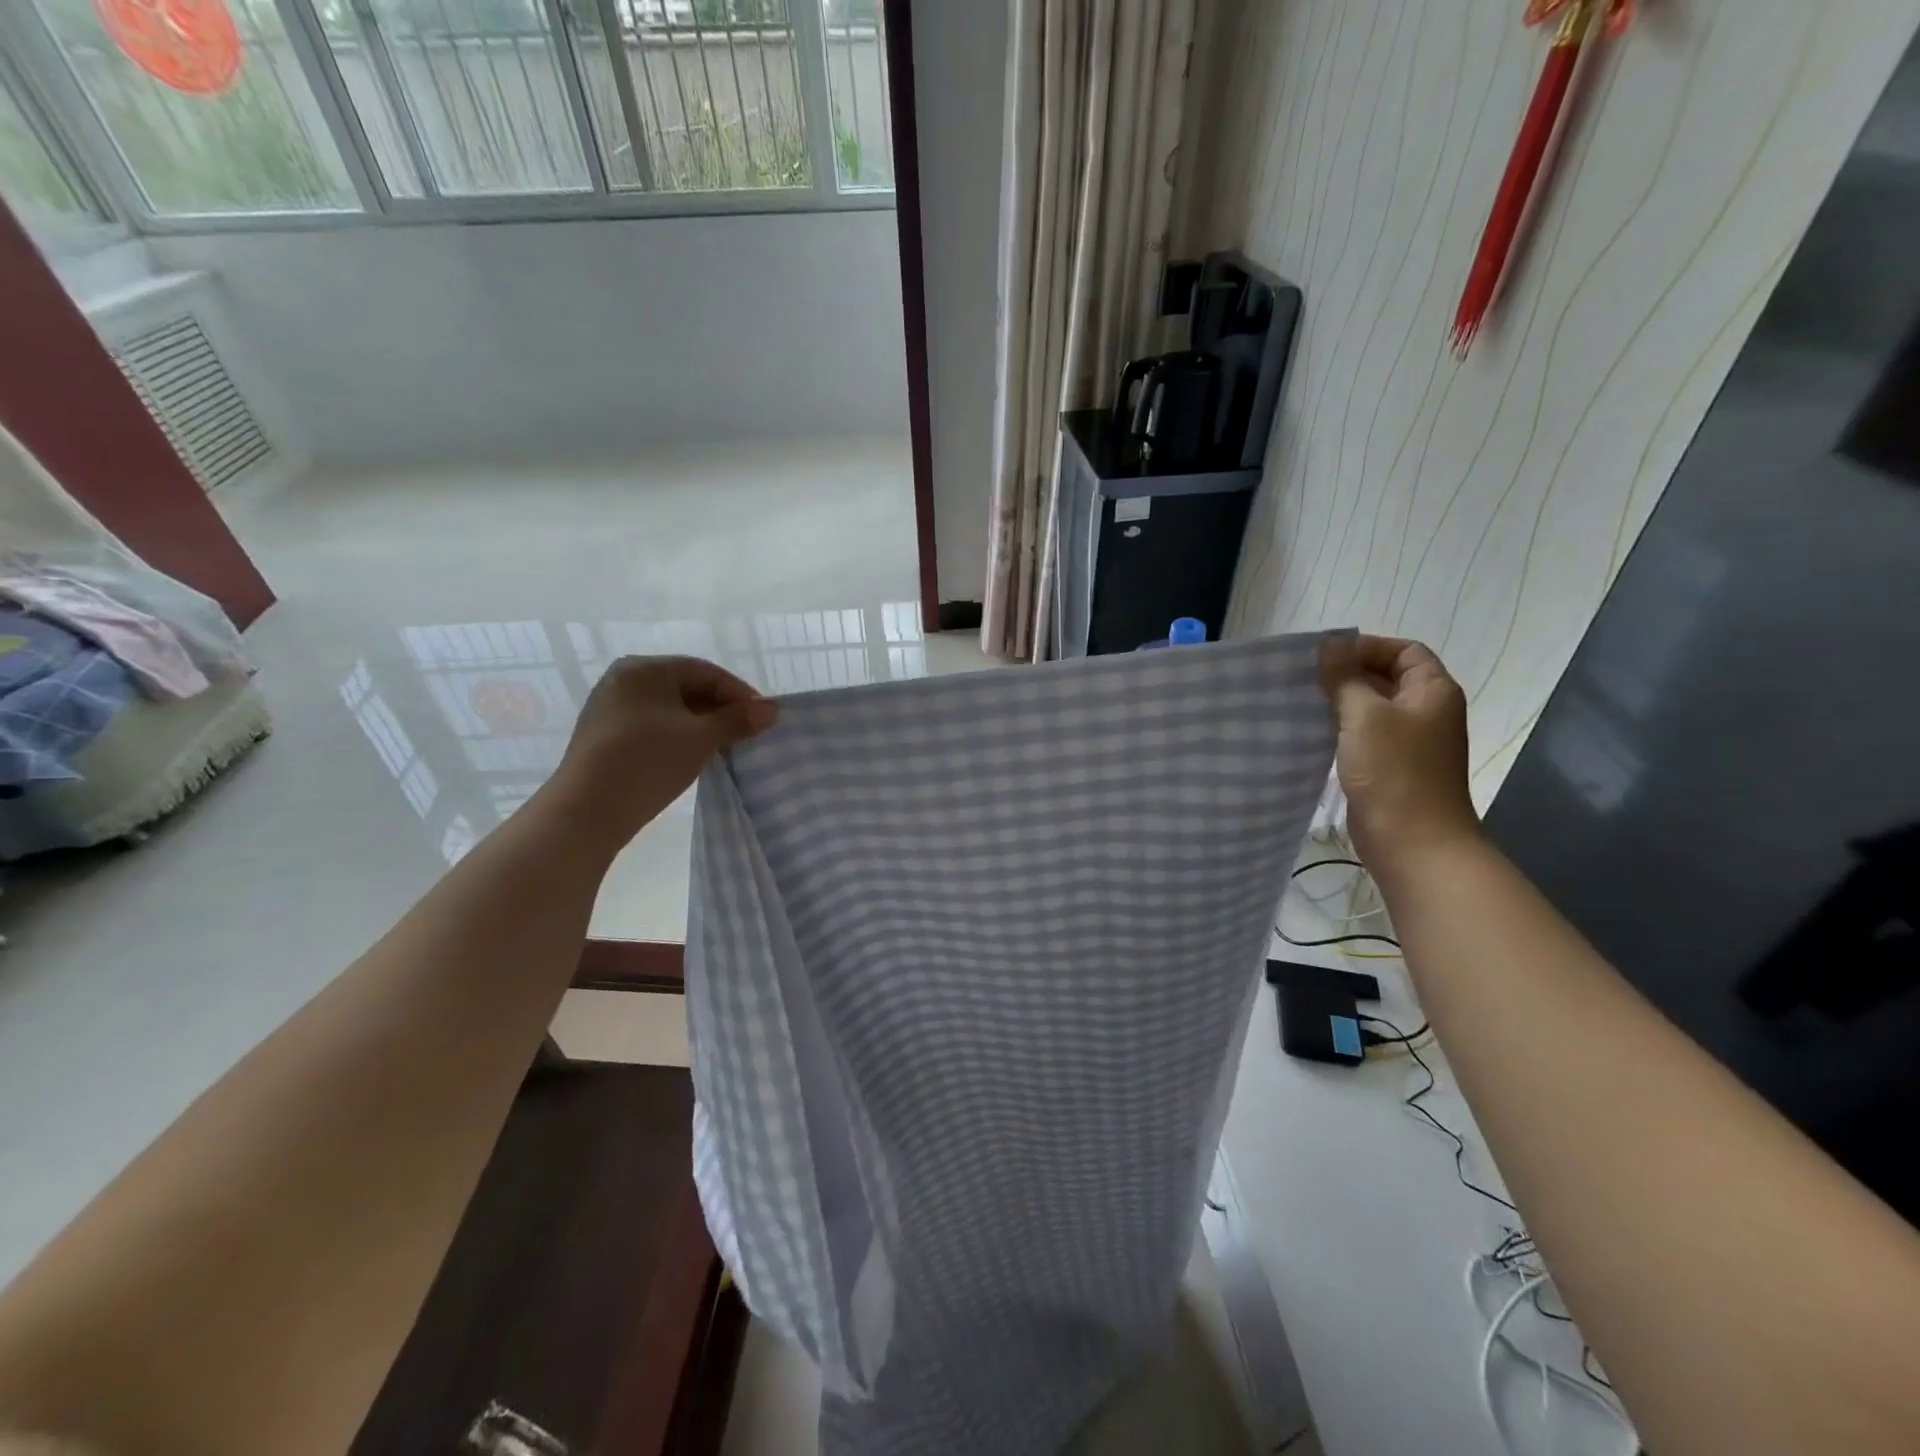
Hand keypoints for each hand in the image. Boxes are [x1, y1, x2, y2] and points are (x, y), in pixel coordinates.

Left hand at [545, 656, 777, 850]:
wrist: (586, 810)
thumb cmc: (648, 761)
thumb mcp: (702, 738)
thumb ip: (739, 720)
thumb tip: (772, 709)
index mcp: (645, 669)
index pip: (705, 672)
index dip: (739, 693)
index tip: (763, 717)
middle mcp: (624, 679)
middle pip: (686, 687)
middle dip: (721, 709)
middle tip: (748, 733)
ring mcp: (611, 707)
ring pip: (670, 709)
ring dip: (701, 725)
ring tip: (725, 747)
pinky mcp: (605, 735)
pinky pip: (653, 725)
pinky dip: (678, 736)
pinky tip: (692, 756)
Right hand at [1319, 635, 1479, 878]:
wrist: (1413, 843)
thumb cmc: (1394, 772)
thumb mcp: (1365, 716)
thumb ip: (1345, 678)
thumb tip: (1329, 645)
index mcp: (1432, 691)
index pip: (1404, 651)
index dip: (1368, 647)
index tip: (1326, 658)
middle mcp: (1425, 712)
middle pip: (1387, 678)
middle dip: (1347, 674)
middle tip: (1304, 679)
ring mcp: (1408, 742)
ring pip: (1371, 708)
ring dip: (1339, 703)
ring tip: (1301, 703)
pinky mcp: (1389, 767)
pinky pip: (1363, 736)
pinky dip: (1340, 730)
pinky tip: (1310, 733)